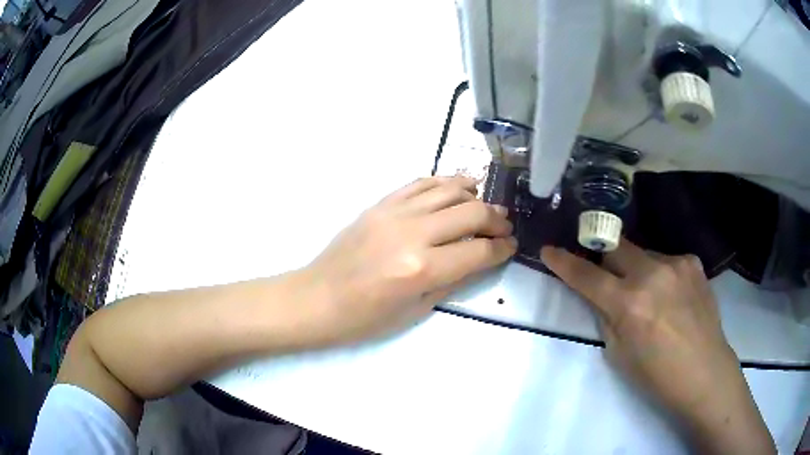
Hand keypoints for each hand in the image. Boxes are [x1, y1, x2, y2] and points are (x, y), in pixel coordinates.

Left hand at [301, 176, 515, 345]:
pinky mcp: (380, 204)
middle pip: (471, 213)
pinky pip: (419, 183)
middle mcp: (412, 234)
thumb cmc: (365, 318)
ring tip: (485, 203)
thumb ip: (454, 280)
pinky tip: (456, 188)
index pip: (478, 251)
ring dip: (475, 194)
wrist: (317, 299)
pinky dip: (444, 182)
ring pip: (448, 189)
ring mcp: (394, 213)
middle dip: (496, 219)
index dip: (501, 248)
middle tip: (504, 226)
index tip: (511, 246)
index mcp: (422, 270)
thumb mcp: (416, 310)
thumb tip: (481, 258)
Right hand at [541, 240, 774, 454]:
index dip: (564, 262)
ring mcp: (675, 263)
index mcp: (629, 304)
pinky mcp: (692, 262)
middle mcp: (651, 274)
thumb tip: (602, 296)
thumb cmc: (658, 375)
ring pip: (642, 253)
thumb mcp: (619, 354)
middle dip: (605, 259)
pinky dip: (661, 274)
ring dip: (636, 269)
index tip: (550, 250)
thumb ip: (607, 317)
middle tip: (609, 277)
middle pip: (615, 247)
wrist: (705, 371)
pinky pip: (666, 260)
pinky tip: (672, 296)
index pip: (587, 276)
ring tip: (650, 295)